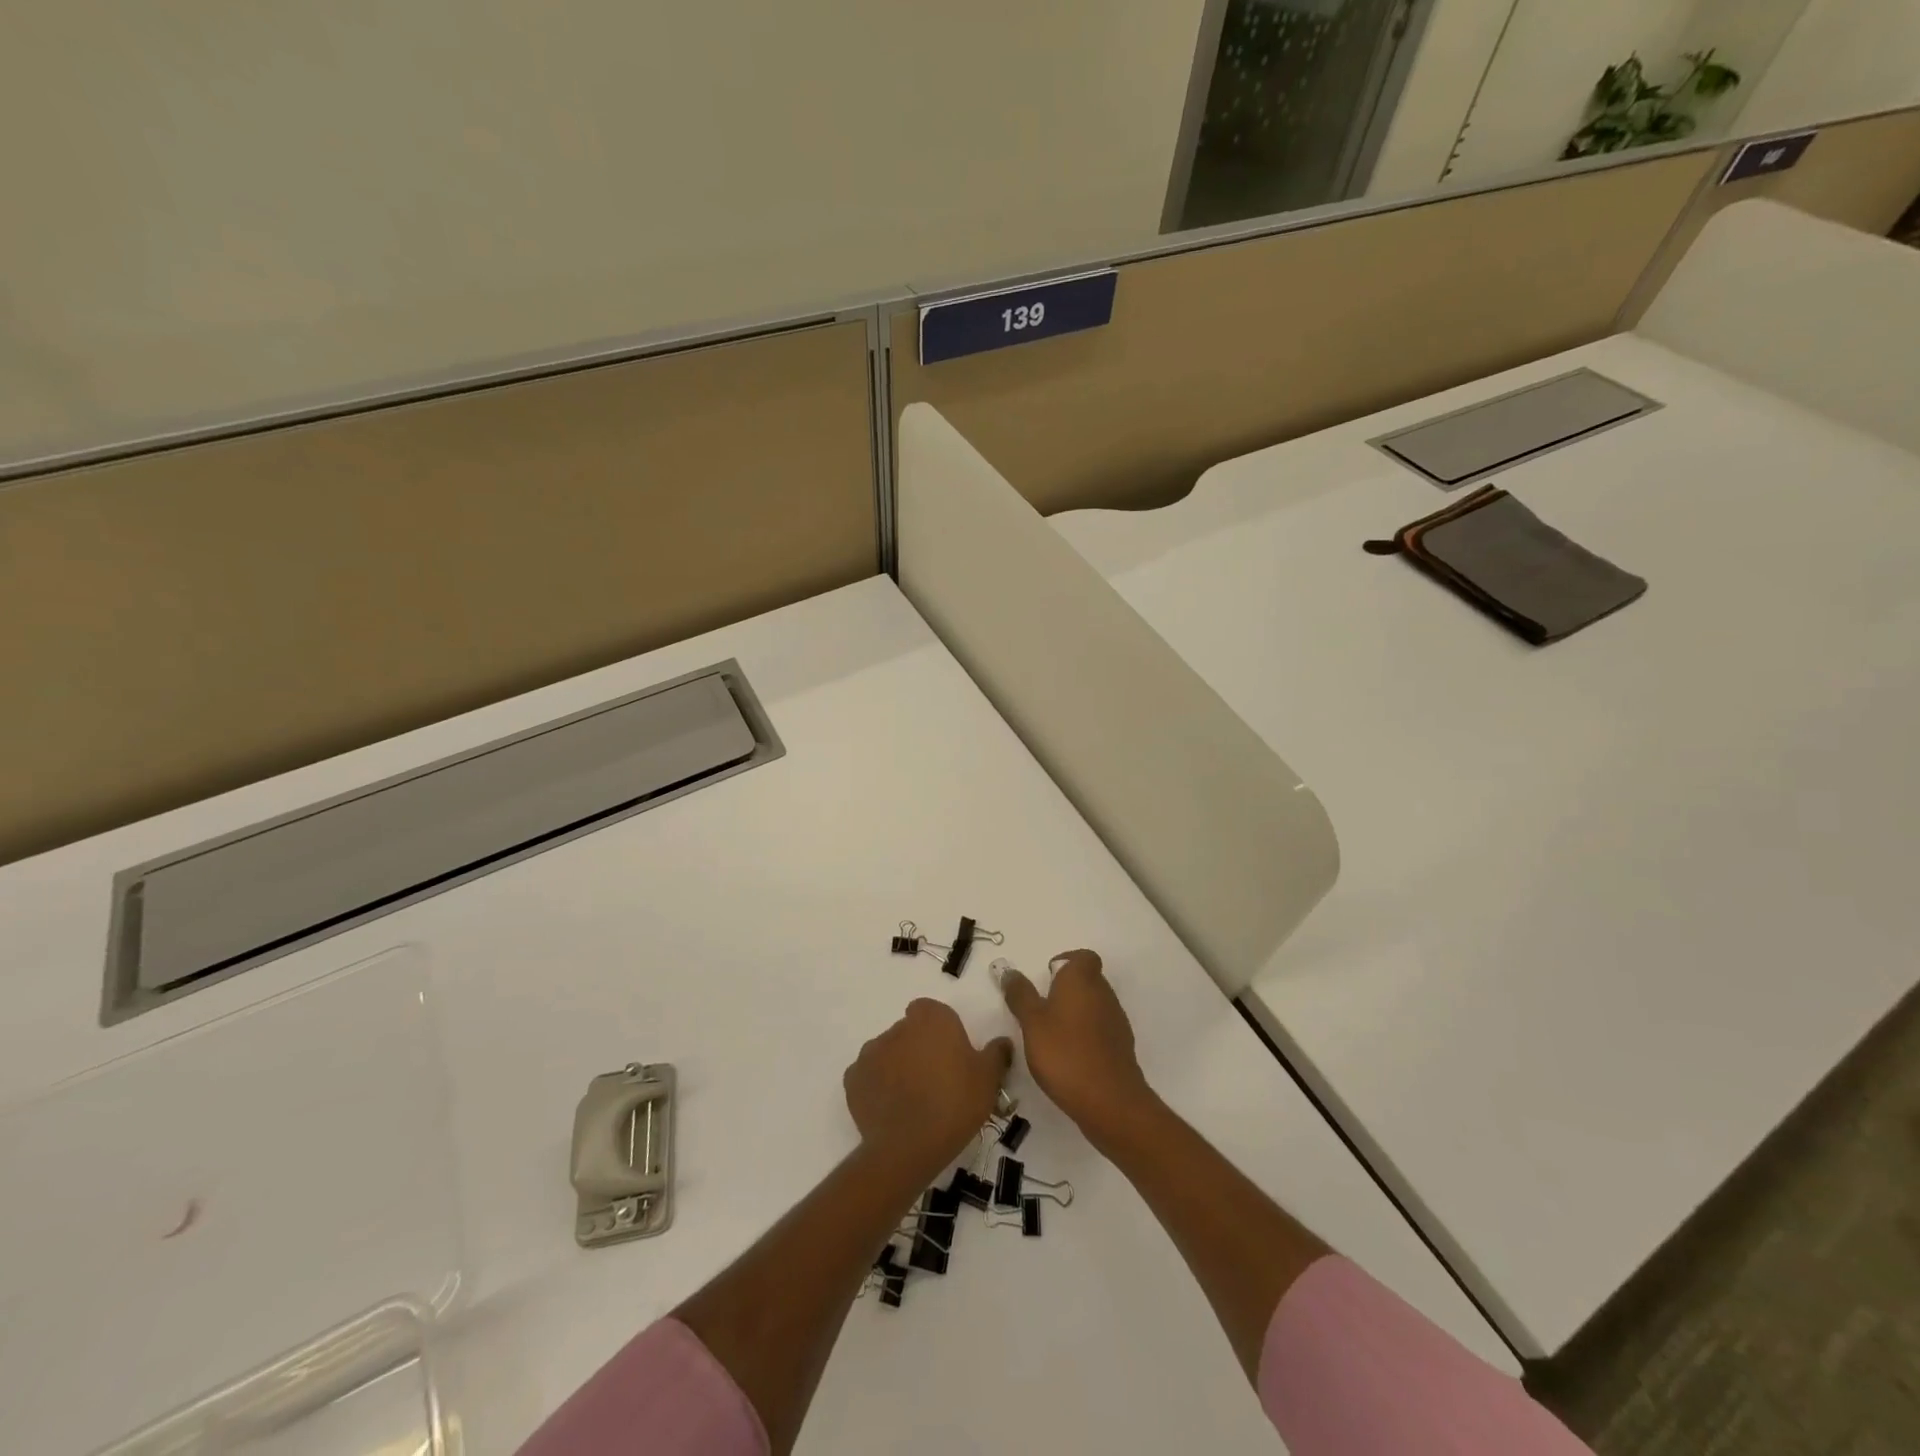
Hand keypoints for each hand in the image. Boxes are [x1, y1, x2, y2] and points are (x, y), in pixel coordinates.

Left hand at [844, 1000, 1011, 1176]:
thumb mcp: (988, 1079)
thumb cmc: (955, 1103)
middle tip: (936, 1080)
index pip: (931, 1011)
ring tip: (912, 1100)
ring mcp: (871, 1051)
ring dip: (897, 1067)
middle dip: (919, 1049)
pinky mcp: (852, 1079)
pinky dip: (877, 1087)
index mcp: (931, 1018)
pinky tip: (891, 1110)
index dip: (940, 1031)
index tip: (951, 1055)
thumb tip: (1002, 1042)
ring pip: (888, 1053)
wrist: (909, 1146)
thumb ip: (996, 1054)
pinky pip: (868, 1076)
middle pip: (909, 1031)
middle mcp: (898, 1027)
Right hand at [998, 949, 1155, 1147]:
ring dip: (1075, 1015)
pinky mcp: (1121, 1047)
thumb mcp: (1031, 1022)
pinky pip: (1100, 1030)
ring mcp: (1116, 1020)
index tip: (1045, 981)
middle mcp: (1104, 993)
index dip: (1065, 963)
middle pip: (1087, 980)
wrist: (1110, 1101)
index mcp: (1082, 979)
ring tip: (1051, 1038)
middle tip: (1040, 1011)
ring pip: (1094, 1006)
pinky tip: (1069, 1058)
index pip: (1082, 957)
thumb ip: (1020, 995)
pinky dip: (1086, 1036)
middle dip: (1065, 991)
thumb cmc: (1065, 1053)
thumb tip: (1009, 971)